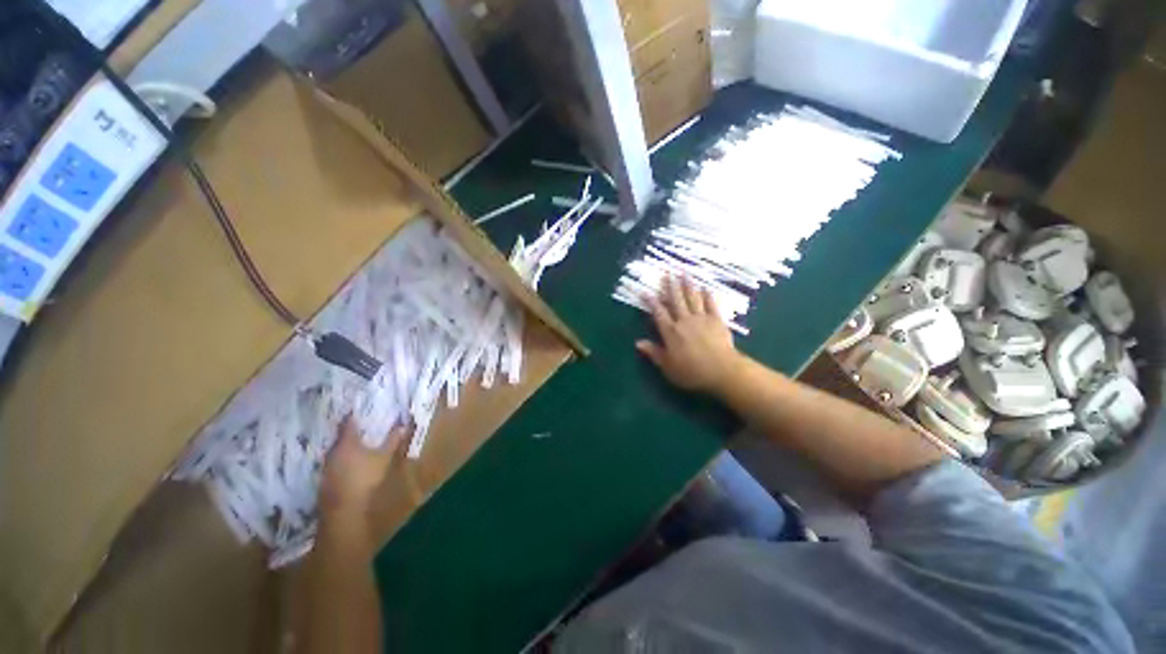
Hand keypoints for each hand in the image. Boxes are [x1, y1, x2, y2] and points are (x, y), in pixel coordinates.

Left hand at [319, 417, 407, 524]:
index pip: (347, 424)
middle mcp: (332, 451)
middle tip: (360, 426)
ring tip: (356, 444)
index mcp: (346, 442)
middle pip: (340, 437)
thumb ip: (393, 440)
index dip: (352, 416)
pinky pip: (334, 463)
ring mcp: (326, 467)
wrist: (343, 509)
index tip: (356, 408)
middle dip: (349, 432)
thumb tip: (403, 424)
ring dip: (345, 447)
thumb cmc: (365, 478)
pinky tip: (350, 464)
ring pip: (336, 451)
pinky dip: (342, 460)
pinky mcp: (325, 480)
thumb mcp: (384, 457)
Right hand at [636, 275, 743, 392]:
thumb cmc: (692, 372)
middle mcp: (684, 321)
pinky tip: (706, 288)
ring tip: (684, 273)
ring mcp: (701, 319)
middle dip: (670, 286)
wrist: (722, 371)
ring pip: (692, 298)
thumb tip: (638, 343)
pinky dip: (708, 295)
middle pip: (675, 300)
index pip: (658, 313)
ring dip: (687, 285)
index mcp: (671, 332)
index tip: (645, 291)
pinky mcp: (717, 320)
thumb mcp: (668, 367)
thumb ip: (654, 353)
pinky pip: (711, 304)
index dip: (651, 302)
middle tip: (667, 273)